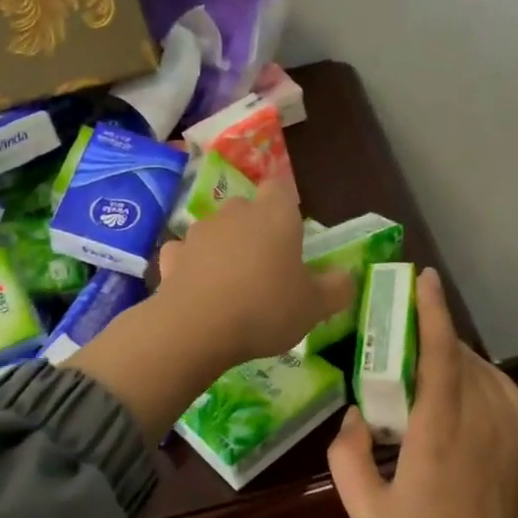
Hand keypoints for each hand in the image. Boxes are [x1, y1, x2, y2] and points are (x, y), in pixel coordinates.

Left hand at [66, 175, 353, 445]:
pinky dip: (192, 266)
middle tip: (267, 266)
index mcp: (274, 216)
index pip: (281, 188)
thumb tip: (345, 276)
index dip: (286, 206)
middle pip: (247, 209)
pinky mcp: (171, 257)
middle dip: (255, 230)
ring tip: (233, 284)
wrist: (196, 329)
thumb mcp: (315, 307)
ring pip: (216, 231)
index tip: (292, 234)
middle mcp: (235, 214)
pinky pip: (186, 254)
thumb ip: (337, 288)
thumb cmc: (265, 309)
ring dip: (224, 249)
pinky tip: (200, 290)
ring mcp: (198, 233)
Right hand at [328, 268, 517, 517]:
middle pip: (464, 356)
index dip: (433, 311)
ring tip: (436, 371)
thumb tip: (355, 414)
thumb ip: (346, 454)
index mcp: (439, 429)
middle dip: (439, 336)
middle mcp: (484, 419)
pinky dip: (484, 383)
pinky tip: (468, 398)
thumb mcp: (364, 508)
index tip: (424, 279)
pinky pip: (507, 395)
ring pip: (488, 373)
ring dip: (461, 361)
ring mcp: (517, 430)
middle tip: (412, 337)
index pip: (441, 353)